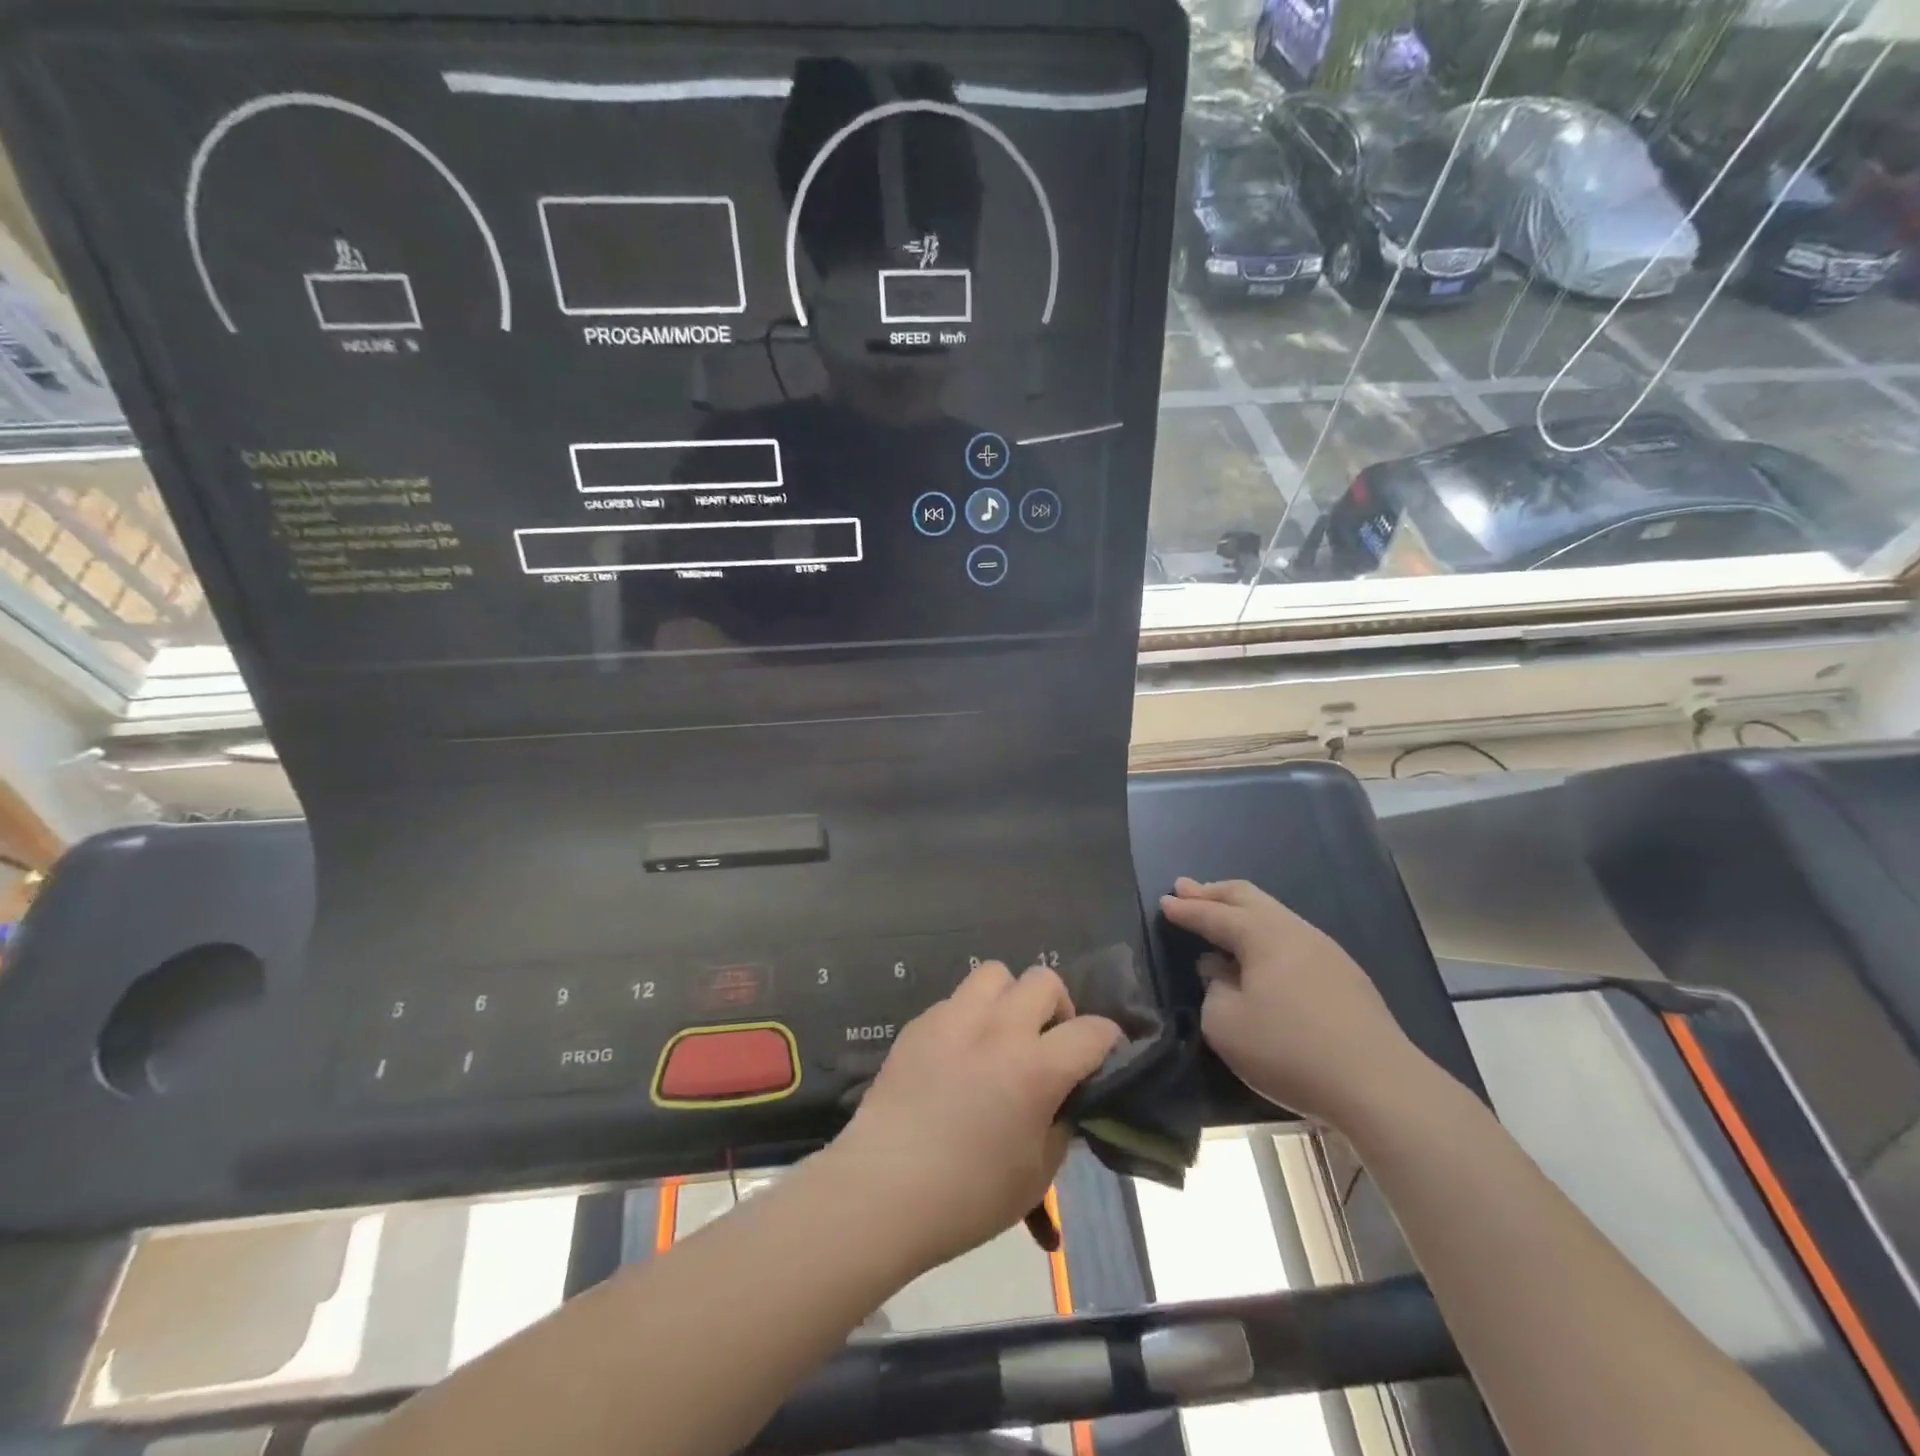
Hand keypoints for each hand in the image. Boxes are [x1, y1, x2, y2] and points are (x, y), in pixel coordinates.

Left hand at [829, 962, 1121, 1272]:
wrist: (883, 1189)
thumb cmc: (968, 1195)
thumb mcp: (1037, 1174)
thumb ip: (1060, 1123)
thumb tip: (1063, 1097)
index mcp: (1036, 1067)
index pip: (1093, 1031)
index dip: (1109, 1041)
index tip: (1105, 1057)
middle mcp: (999, 1028)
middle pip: (1045, 980)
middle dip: (1058, 1008)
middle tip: (1048, 1044)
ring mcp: (954, 1018)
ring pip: (996, 973)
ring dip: (1010, 998)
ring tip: (1002, 1034)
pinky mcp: (920, 1023)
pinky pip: (956, 1000)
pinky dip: (970, 1017)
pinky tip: (958, 1055)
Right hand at [1161, 878, 1427, 1126]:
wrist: (1379, 1086)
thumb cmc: (1290, 1050)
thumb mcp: (1226, 1025)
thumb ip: (1213, 991)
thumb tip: (1221, 973)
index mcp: (1263, 935)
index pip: (1215, 914)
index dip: (1186, 908)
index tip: (1164, 902)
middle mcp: (1295, 931)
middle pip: (1249, 898)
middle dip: (1214, 892)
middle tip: (1186, 888)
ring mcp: (1326, 951)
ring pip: (1274, 916)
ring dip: (1241, 912)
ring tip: (1220, 917)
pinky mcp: (1346, 977)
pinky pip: (1292, 939)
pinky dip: (1264, 935)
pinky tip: (1259, 957)